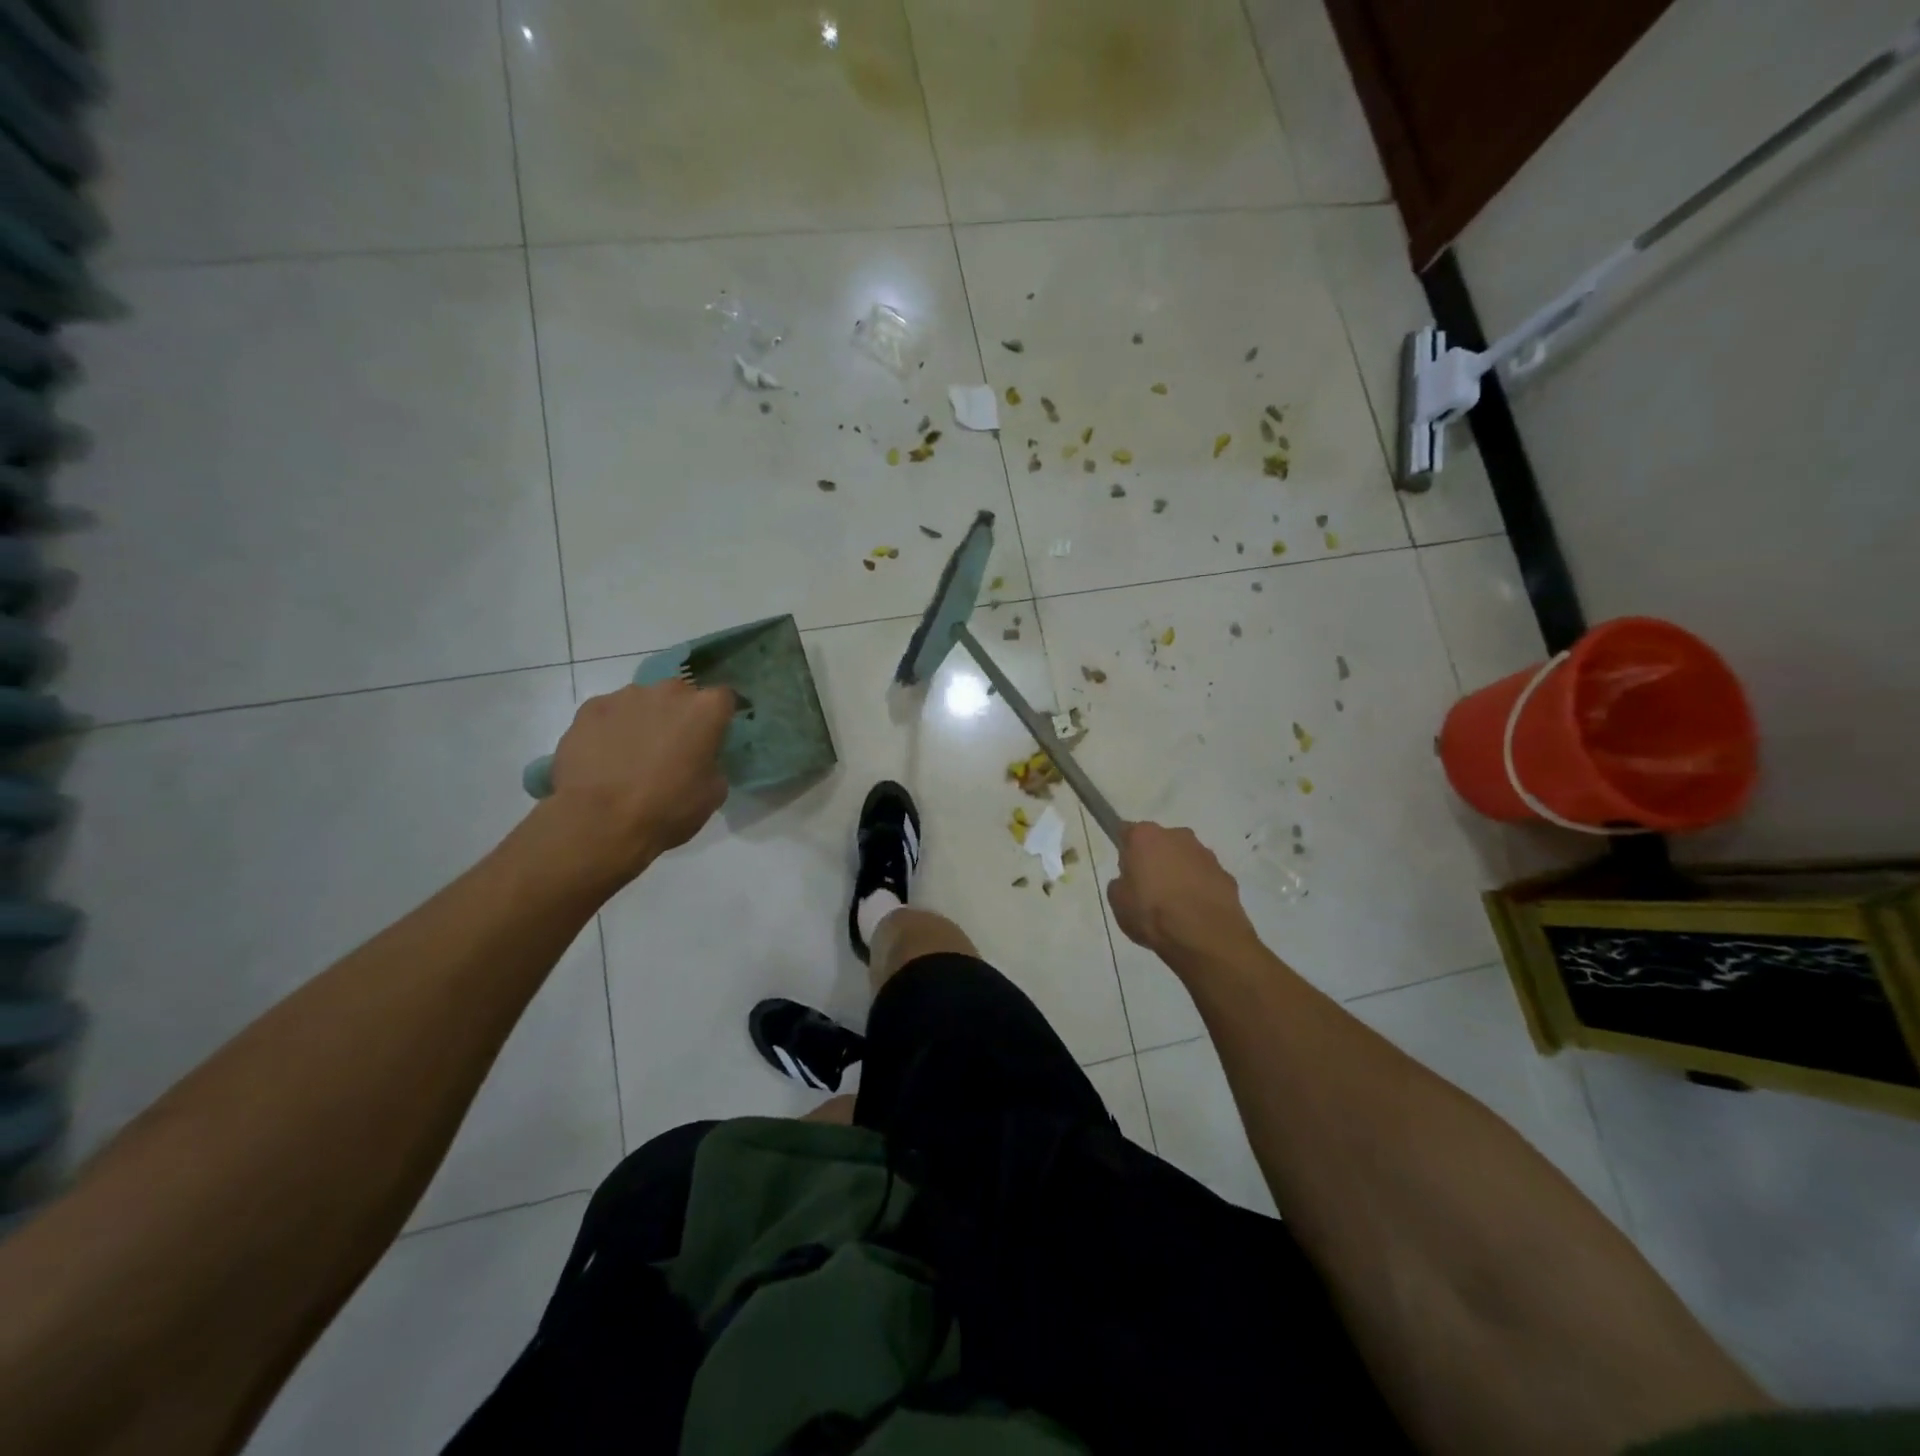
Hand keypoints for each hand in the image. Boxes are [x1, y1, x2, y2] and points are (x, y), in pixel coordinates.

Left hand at [542, 680, 732, 880]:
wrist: (600, 822)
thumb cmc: (667, 808)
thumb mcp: (713, 793)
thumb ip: (713, 763)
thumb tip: (702, 760)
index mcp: (705, 709)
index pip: (724, 698)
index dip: (718, 718)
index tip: (712, 738)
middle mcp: (669, 692)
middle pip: (681, 695)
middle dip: (679, 715)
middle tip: (672, 748)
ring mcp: (626, 696)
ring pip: (643, 702)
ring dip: (644, 720)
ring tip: (631, 755)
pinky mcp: (591, 708)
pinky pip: (609, 713)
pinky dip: (610, 728)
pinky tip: (604, 757)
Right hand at [1106, 822, 1257, 961]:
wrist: (1205, 937)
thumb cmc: (1152, 914)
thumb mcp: (1118, 902)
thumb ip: (1120, 884)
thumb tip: (1129, 881)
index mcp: (1145, 837)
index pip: (1127, 832)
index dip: (1125, 850)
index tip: (1125, 869)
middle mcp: (1177, 835)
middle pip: (1159, 843)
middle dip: (1155, 859)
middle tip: (1148, 888)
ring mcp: (1205, 854)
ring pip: (1185, 858)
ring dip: (1179, 873)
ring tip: (1175, 905)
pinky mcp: (1226, 874)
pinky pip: (1205, 878)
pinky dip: (1200, 889)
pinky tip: (1195, 912)